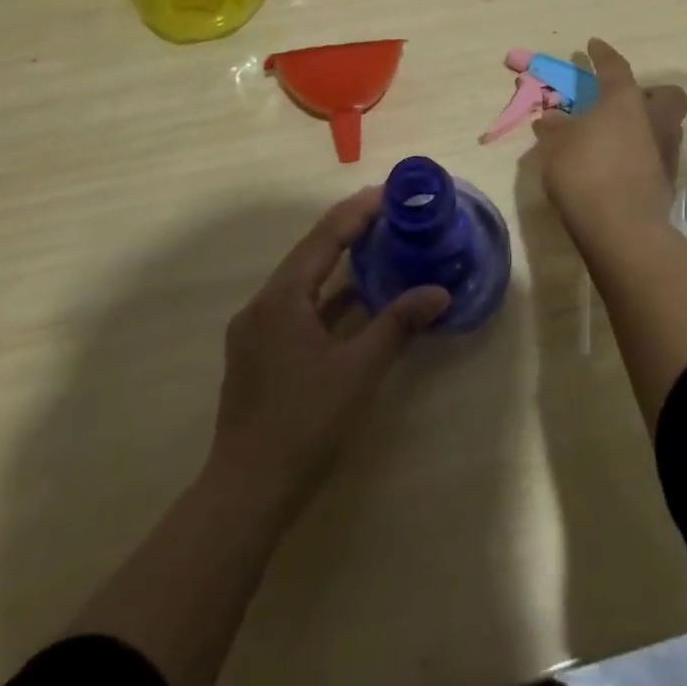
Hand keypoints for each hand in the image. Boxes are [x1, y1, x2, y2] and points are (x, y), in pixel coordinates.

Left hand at [208, 190, 448, 514]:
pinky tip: (354, 298)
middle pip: (310, 252)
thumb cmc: (305, 423)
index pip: (325, 237)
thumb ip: (398, 324)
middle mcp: (263, 304)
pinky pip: (296, 306)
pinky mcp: (258, 353)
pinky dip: (326, 295)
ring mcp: (256, 330)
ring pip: (302, 279)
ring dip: (337, 260)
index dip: (358, 211)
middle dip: (348, 227)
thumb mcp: (359, 370)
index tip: (390, 192)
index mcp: (282, 297)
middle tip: (388, 209)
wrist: (246, 493)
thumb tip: (440, 292)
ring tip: (377, 241)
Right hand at [532, 39, 686, 230]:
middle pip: (666, 95)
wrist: (621, 228)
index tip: (593, 45)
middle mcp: (654, 120)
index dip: (603, 55)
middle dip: (649, 92)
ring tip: (617, 136)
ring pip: (666, 126)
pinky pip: (658, 155)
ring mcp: (666, 152)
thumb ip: (555, 129)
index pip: (616, 67)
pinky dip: (643, 154)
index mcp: (624, 101)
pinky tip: (620, 165)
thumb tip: (550, 119)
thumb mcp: (556, 147)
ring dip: (646, 125)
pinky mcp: (668, 182)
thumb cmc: (584, 172)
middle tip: (622, 102)